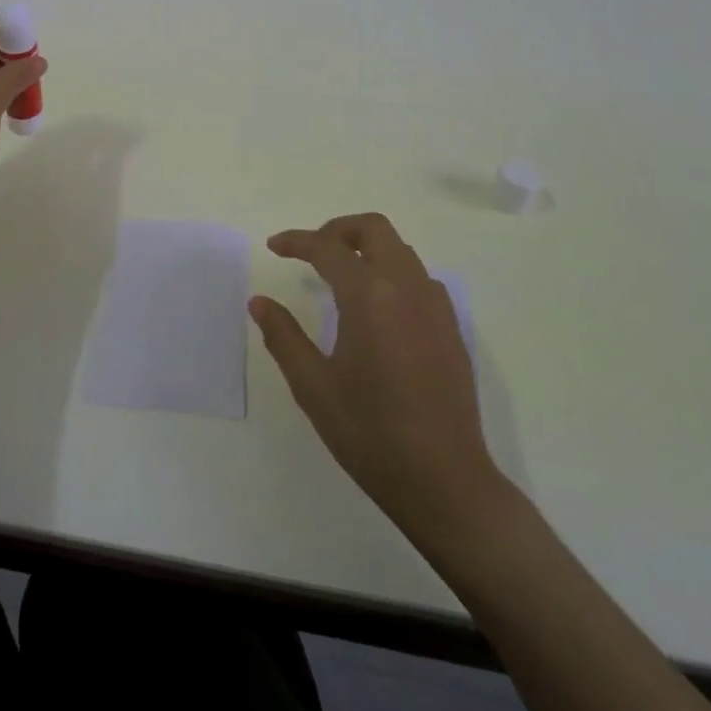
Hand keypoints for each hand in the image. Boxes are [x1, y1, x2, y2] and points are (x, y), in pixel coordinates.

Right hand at [252, 212, 505, 549]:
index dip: (296, 241)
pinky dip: (392, 272)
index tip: (274, 247)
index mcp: (370, 296)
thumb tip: (259, 302)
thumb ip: (284, 336)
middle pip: (373, 228)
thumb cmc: (371, 434)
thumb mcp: (314, 386)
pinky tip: (378, 308)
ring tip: (340, 277)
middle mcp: (406, 287)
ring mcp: (435, 306)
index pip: (328, 247)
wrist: (446, 482)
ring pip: (400, 249)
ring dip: (367, 248)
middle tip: (311, 252)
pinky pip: (419, 277)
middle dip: (338, 229)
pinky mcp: (451, 328)